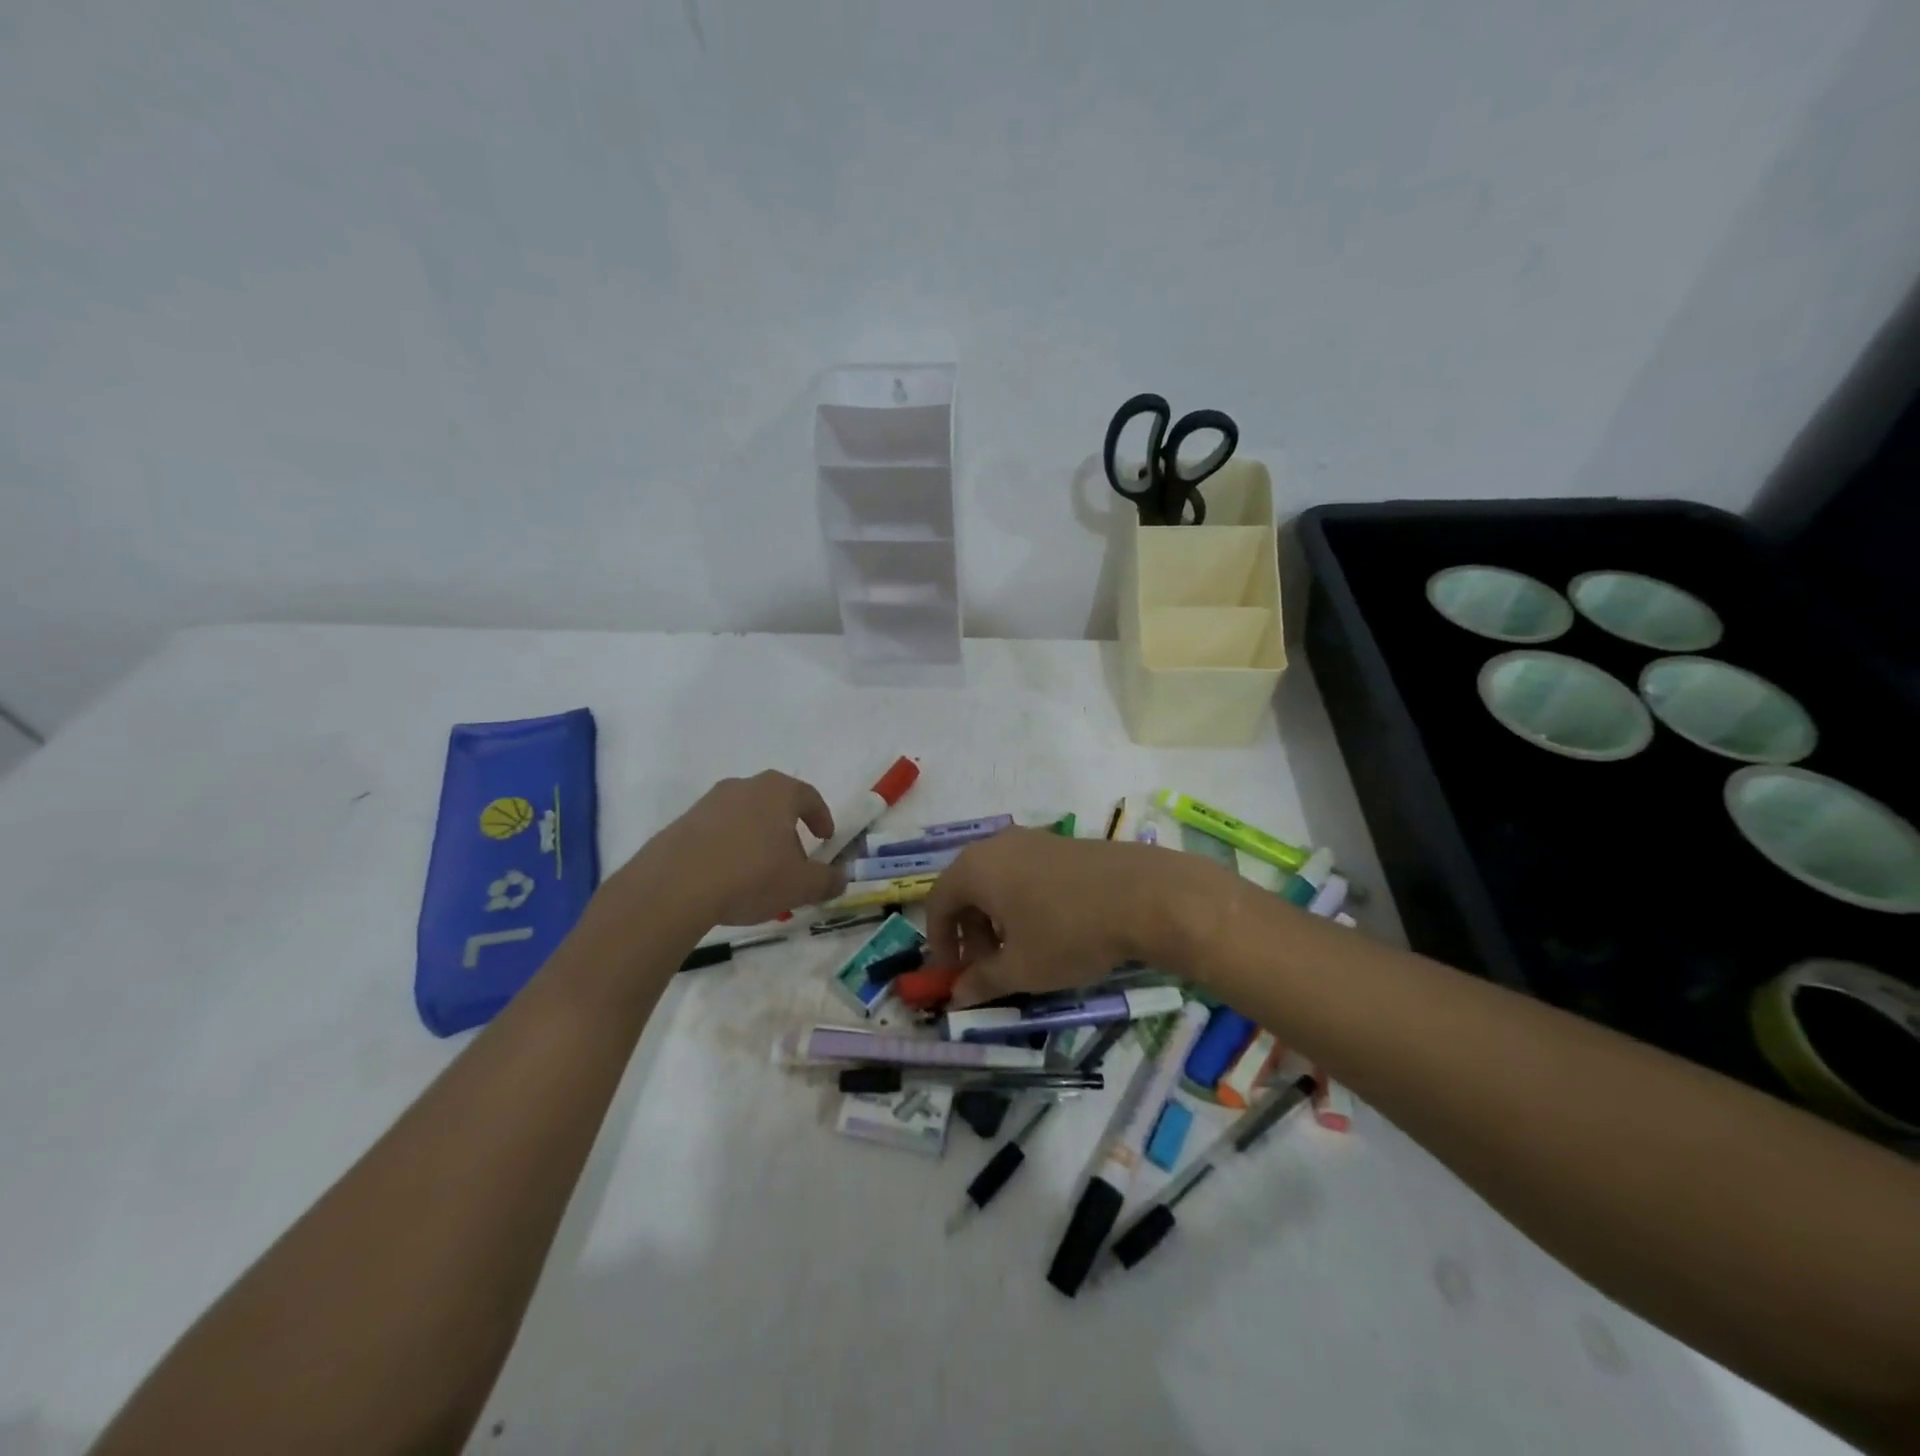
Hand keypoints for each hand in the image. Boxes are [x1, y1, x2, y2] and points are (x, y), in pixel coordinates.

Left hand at [617, 771, 847, 928]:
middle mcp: (743, 787)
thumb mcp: (801, 885)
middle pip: (775, 804)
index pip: (808, 796)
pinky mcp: (682, 823)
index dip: (821, 817)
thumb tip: (840, 879)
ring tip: (759, 874)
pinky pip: (717, 832)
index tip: (825, 838)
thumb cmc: (751, 876)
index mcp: (777, 791)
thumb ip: (827, 880)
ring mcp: (709, 802)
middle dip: (788, 831)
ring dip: (757, 839)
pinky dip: (729, 848)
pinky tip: (727, 878)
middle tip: (794, 861)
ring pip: (745, 817)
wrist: (674, 887)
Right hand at [925, 830, 1226, 1005]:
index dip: (939, 942)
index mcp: (975, 868)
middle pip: (968, 890)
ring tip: (1021, 953)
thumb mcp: (1021, 968)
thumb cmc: (1069, 933)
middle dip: (971, 933)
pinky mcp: (1064, 844)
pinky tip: (1051, 930)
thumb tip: (957, 996)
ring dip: (998, 920)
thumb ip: (982, 982)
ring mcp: (1034, 839)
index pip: (937, 903)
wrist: (1146, 896)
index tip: (952, 975)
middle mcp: (998, 845)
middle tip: (988, 969)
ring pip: (998, 882)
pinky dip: (1024, 903)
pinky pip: (1026, 874)